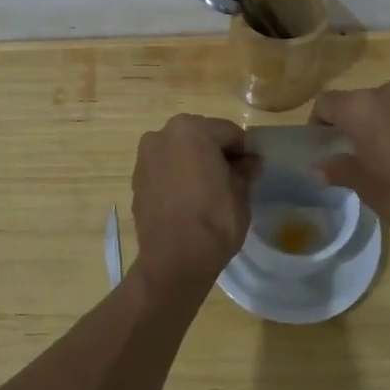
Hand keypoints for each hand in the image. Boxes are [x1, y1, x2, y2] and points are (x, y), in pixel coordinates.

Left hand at [130, 115, 255, 293]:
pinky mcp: (136, 180)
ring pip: (179, 152)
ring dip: (194, 163)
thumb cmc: (214, 219)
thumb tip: (250, 162)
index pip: (228, 132)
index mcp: (191, 129)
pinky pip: (164, 170)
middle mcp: (162, 134)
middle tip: (232, 177)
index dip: (243, 150)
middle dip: (216, 152)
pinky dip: (177, 176)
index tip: (252, 168)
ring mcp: (145, 157)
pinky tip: (189, 199)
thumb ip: (245, 170)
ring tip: (209, 190)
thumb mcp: (241, 192)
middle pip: (200, 136)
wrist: (174, 260)